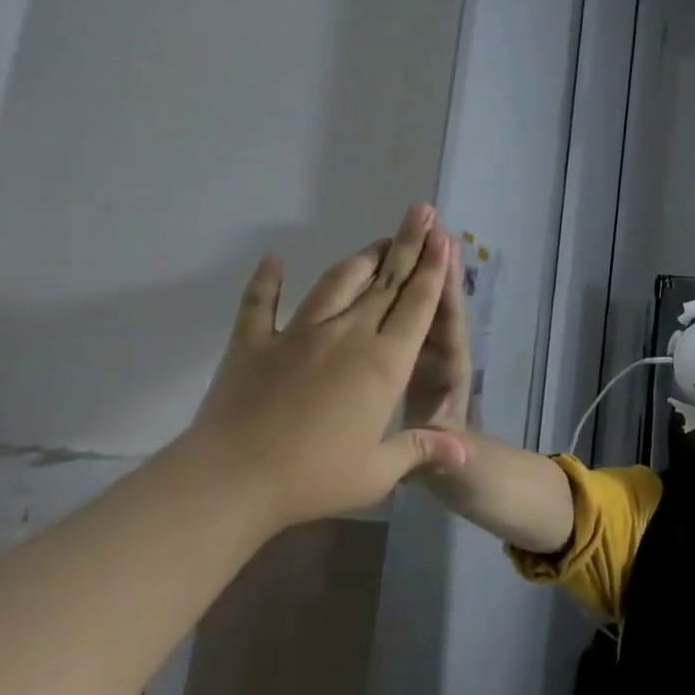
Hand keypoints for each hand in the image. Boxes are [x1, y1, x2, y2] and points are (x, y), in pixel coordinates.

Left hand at [184, 208, 468, 531]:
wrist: (229, 481)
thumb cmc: (313, 478)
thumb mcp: (377, 472)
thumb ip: (421, 449)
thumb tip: (465, 451)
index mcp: (384, 363)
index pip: (417, 305)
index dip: (433, 269)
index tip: (443, 238)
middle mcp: (348, 335)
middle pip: (386, 281)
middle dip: (408, 244)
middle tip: (423, 212)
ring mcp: (299, 334)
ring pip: (337, 282)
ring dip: (361, 259)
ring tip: (378, 241)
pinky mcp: (254, 343)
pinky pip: (261, 303)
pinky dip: (267, 280)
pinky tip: (274, 260)